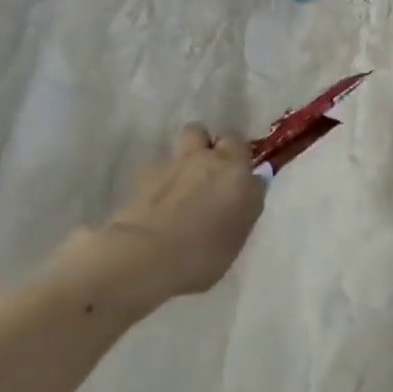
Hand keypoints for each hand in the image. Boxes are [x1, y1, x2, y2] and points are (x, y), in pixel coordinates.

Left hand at [97, 124, 267, 302]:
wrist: (148, 256)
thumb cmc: (204, 255)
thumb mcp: (238, 235)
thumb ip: (243, 206)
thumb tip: (245, 192)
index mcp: (238, 173)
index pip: (245, 148)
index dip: (240, 159)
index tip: (237, 178)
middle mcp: (210, 159)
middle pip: (217, 135)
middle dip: (214, 146)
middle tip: (212, 173)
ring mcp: (178, 162)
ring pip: (189, 138)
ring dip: (189, 153)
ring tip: (184, 182)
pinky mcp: (148, 173)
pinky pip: (163, 164)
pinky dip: (164, 177)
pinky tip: (158, 201)